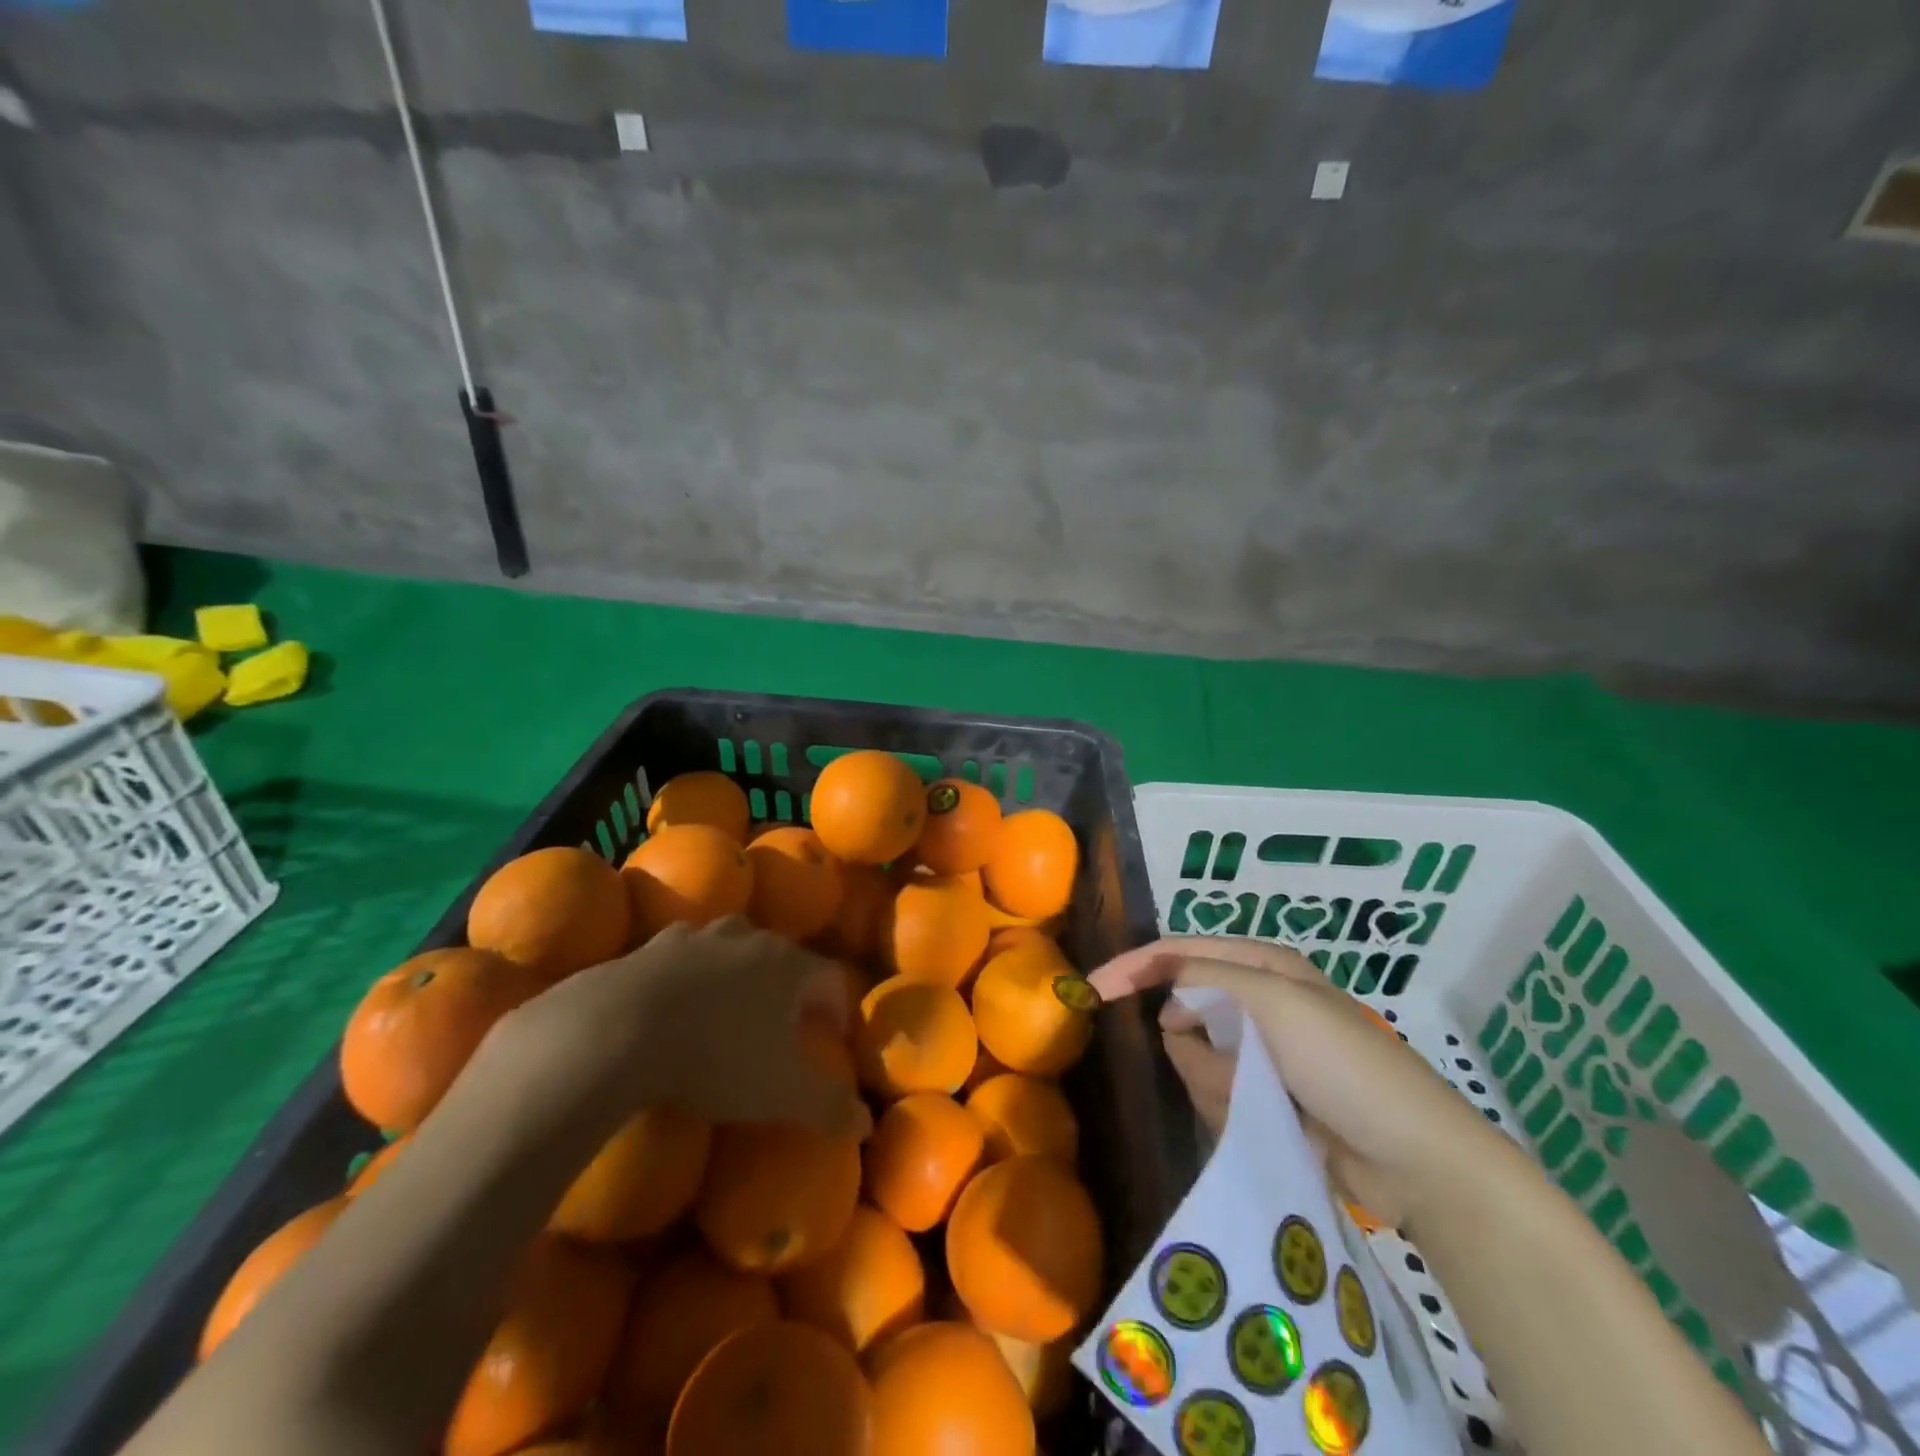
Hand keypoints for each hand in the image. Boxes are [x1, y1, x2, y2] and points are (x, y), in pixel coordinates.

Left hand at [478, 917, 869, 1140]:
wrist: (616, 1030)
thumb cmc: (716, 1057)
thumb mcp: (779, 1093)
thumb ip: (828, 1106)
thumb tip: (866, 1123)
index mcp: (788, 966)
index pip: (830, 978)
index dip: (838, 1008)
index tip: (832, 1037)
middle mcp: (749, 939)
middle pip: (784, 955)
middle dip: (791, 987)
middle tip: (785, 1024)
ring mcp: (699, 937)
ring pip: (734, 945)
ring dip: (741, 971)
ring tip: (732, 1006)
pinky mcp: (652, 945)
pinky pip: (684, 953)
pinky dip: (691, 971)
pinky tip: (677, 999)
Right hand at [1090, 937, 1524, 1231]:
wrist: (1415, 1159)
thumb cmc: (1346, 1065)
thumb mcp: (1276, 1003)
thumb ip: (1210, 981)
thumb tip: (1168, 1003)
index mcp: (1262, 964)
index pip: (1179, 952)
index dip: (1134, 965)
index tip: (1091, 989)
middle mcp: (1257, 1000)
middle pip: (1184, 1011)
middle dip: (1194, 1045)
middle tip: (1230, 1076)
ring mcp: (1261, 1051)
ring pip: (1196, 1058)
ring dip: (1217, 1083)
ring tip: (1263, 1104)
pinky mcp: (1265, 1096)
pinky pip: (1217, 1093)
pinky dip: (1231, 1107)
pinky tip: (1271, 1121)